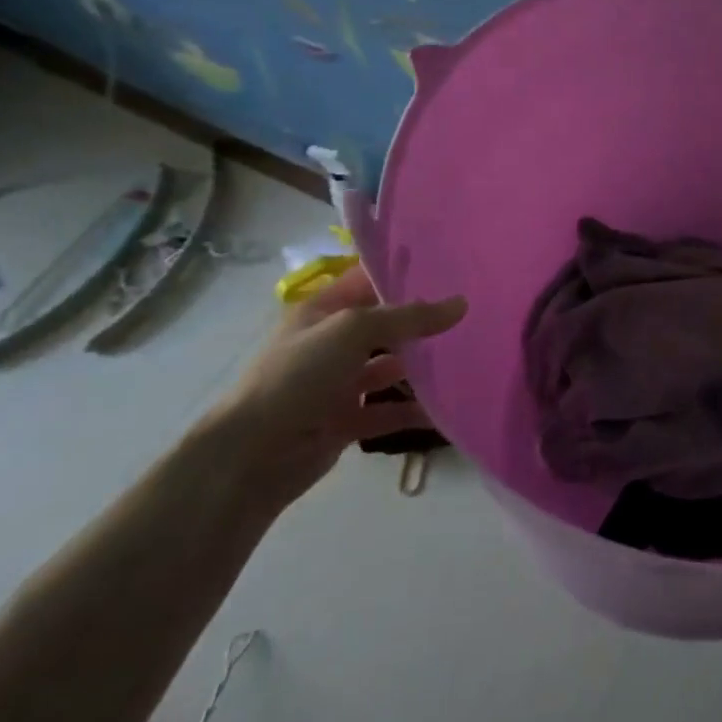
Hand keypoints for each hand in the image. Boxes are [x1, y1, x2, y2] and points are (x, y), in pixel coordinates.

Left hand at [199, 266, 466, 511]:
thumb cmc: (299, 376)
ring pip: (388, 368)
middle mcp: (330, 343)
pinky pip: (387, 412)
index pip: (367, 280)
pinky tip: (446, 408)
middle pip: (383, 325)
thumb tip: (461, 304)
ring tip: (466, 357)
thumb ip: (408, 317)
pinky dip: (413, 411)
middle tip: (469, 312)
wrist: (252, 455)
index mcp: (322, 311)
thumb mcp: (353, 331)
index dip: (402, 272)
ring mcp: (336, 384)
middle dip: (421, 320)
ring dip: (420, 367)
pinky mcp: (344, 421)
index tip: (449, 266)